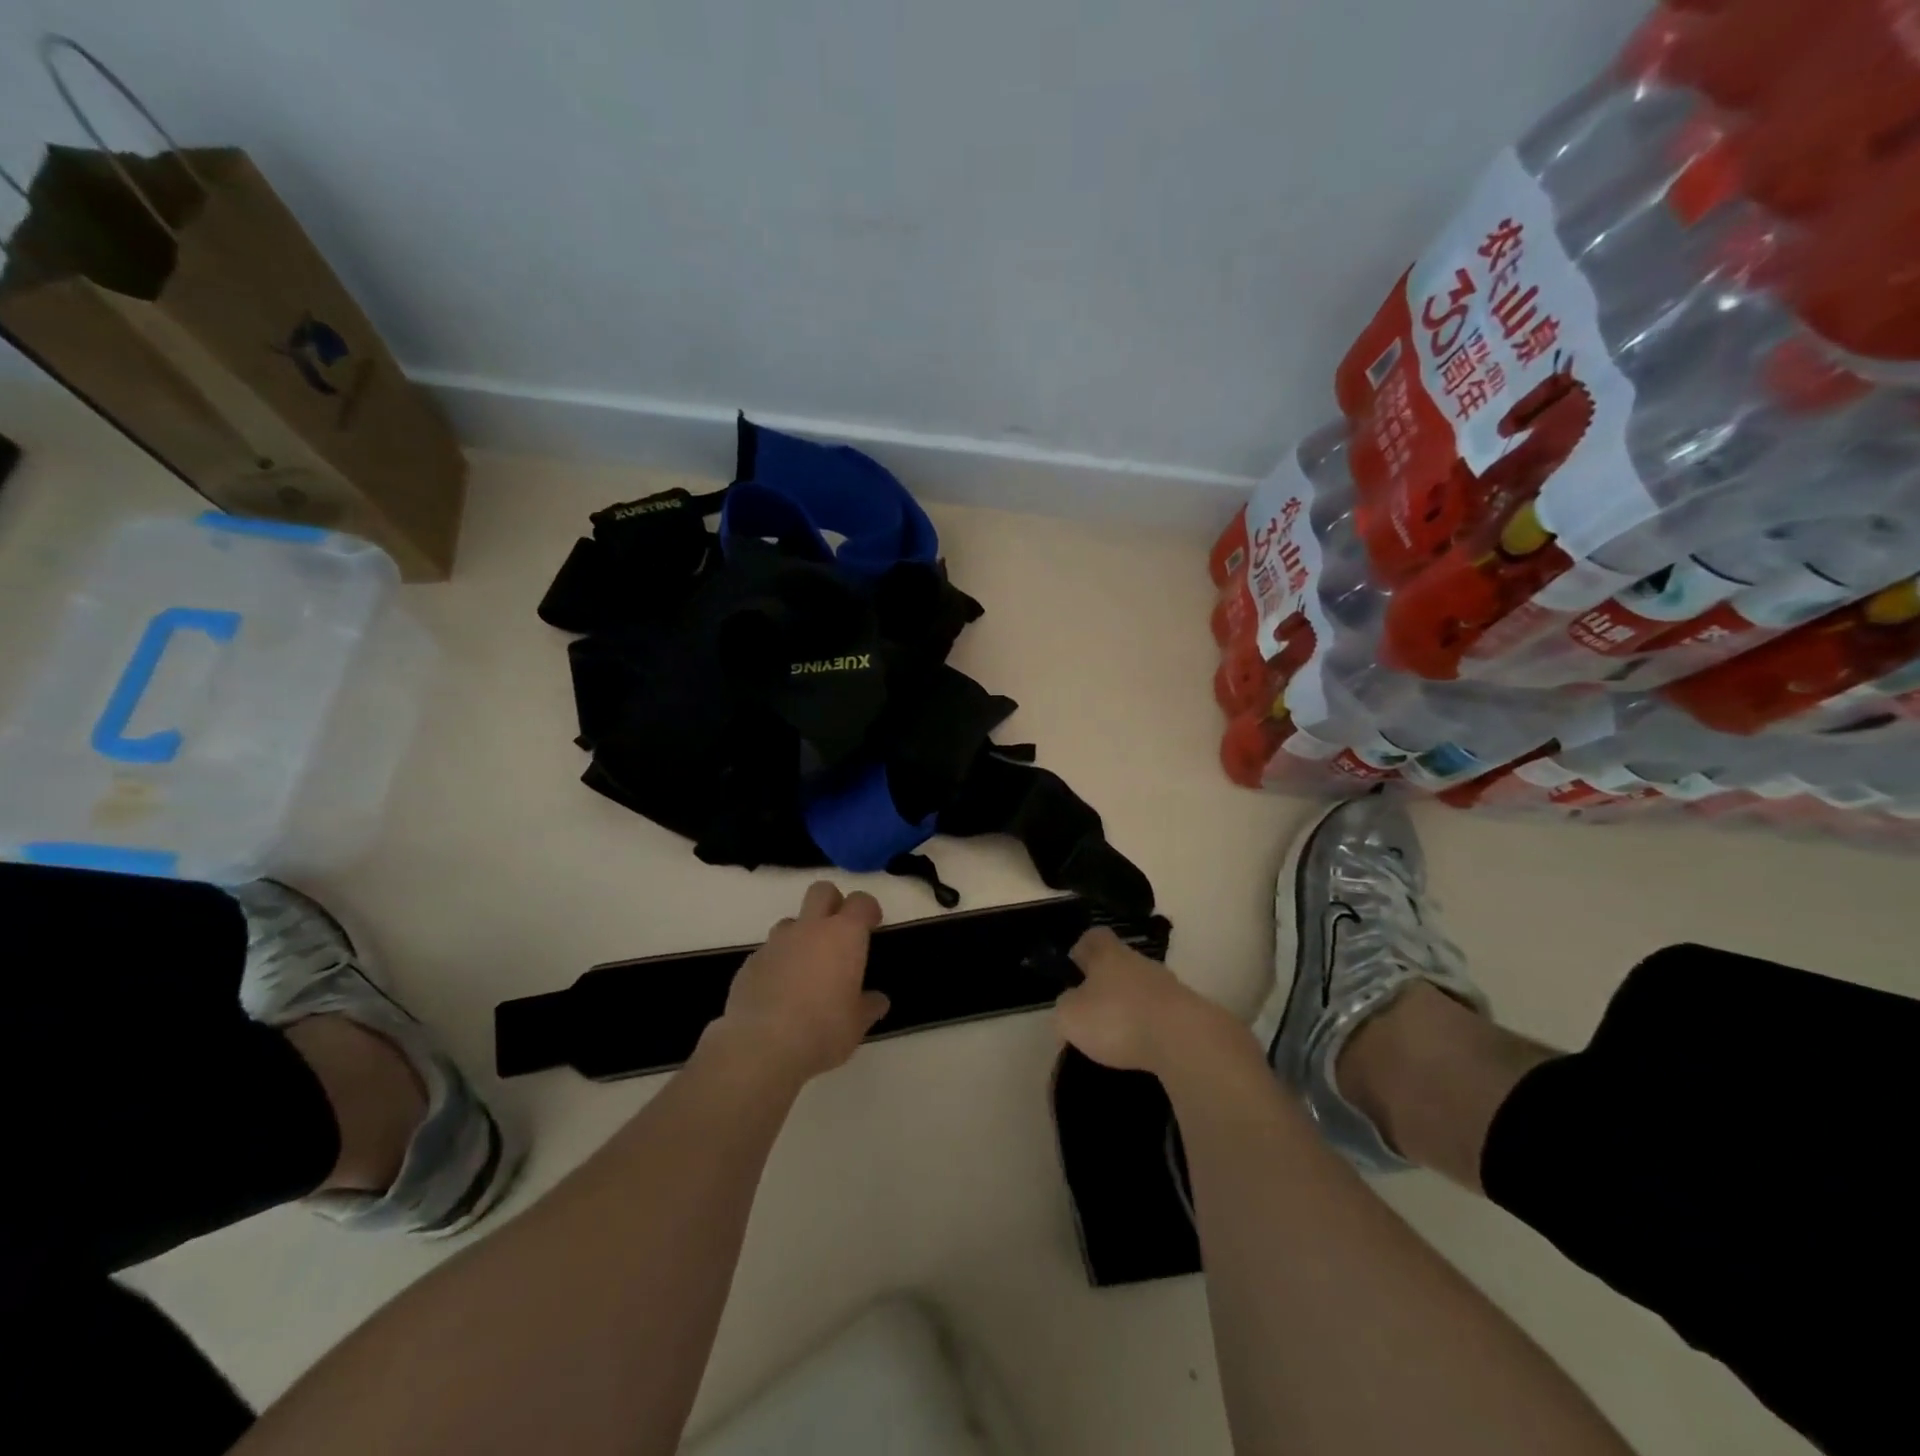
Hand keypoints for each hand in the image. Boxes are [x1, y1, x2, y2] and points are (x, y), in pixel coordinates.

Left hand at [710, 881, 888, 1082]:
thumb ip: (868, 1006)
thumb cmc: (823, 1030)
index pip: (861, 902)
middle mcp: (809, 929)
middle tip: (839, 933)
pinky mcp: (750, 963)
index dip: (868, 909)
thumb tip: (877, 1001)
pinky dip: (778, 963)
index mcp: (843, 936)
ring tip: (807, 969)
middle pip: (822, 891)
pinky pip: (769, 952)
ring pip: (791, 922)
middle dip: (833, 903)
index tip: (872, 924)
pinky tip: (780, 993)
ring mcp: (776, 943)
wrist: (761, 1047)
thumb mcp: (856, 1024)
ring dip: (802, 935)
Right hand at [1055, 927, 1251, 1075]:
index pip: (1093, 936)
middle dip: (1105, 982)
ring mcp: (1167, 985)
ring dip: (1129, 1006)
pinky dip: (1149, 1027)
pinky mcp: (1187, 1013)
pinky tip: (1141, 1048)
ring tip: (1116, 1035)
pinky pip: (1159, 1014)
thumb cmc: (1117, 1019)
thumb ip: (1065, 1006)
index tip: (1074, 966)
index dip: (1082, 948)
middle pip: (1119, 962)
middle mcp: (1139, 961)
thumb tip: (1070, 1003)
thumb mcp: (1071, 1016)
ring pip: (1140, 988)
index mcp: (1108, 954)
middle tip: (1091, 1008)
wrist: (1184, 1040)